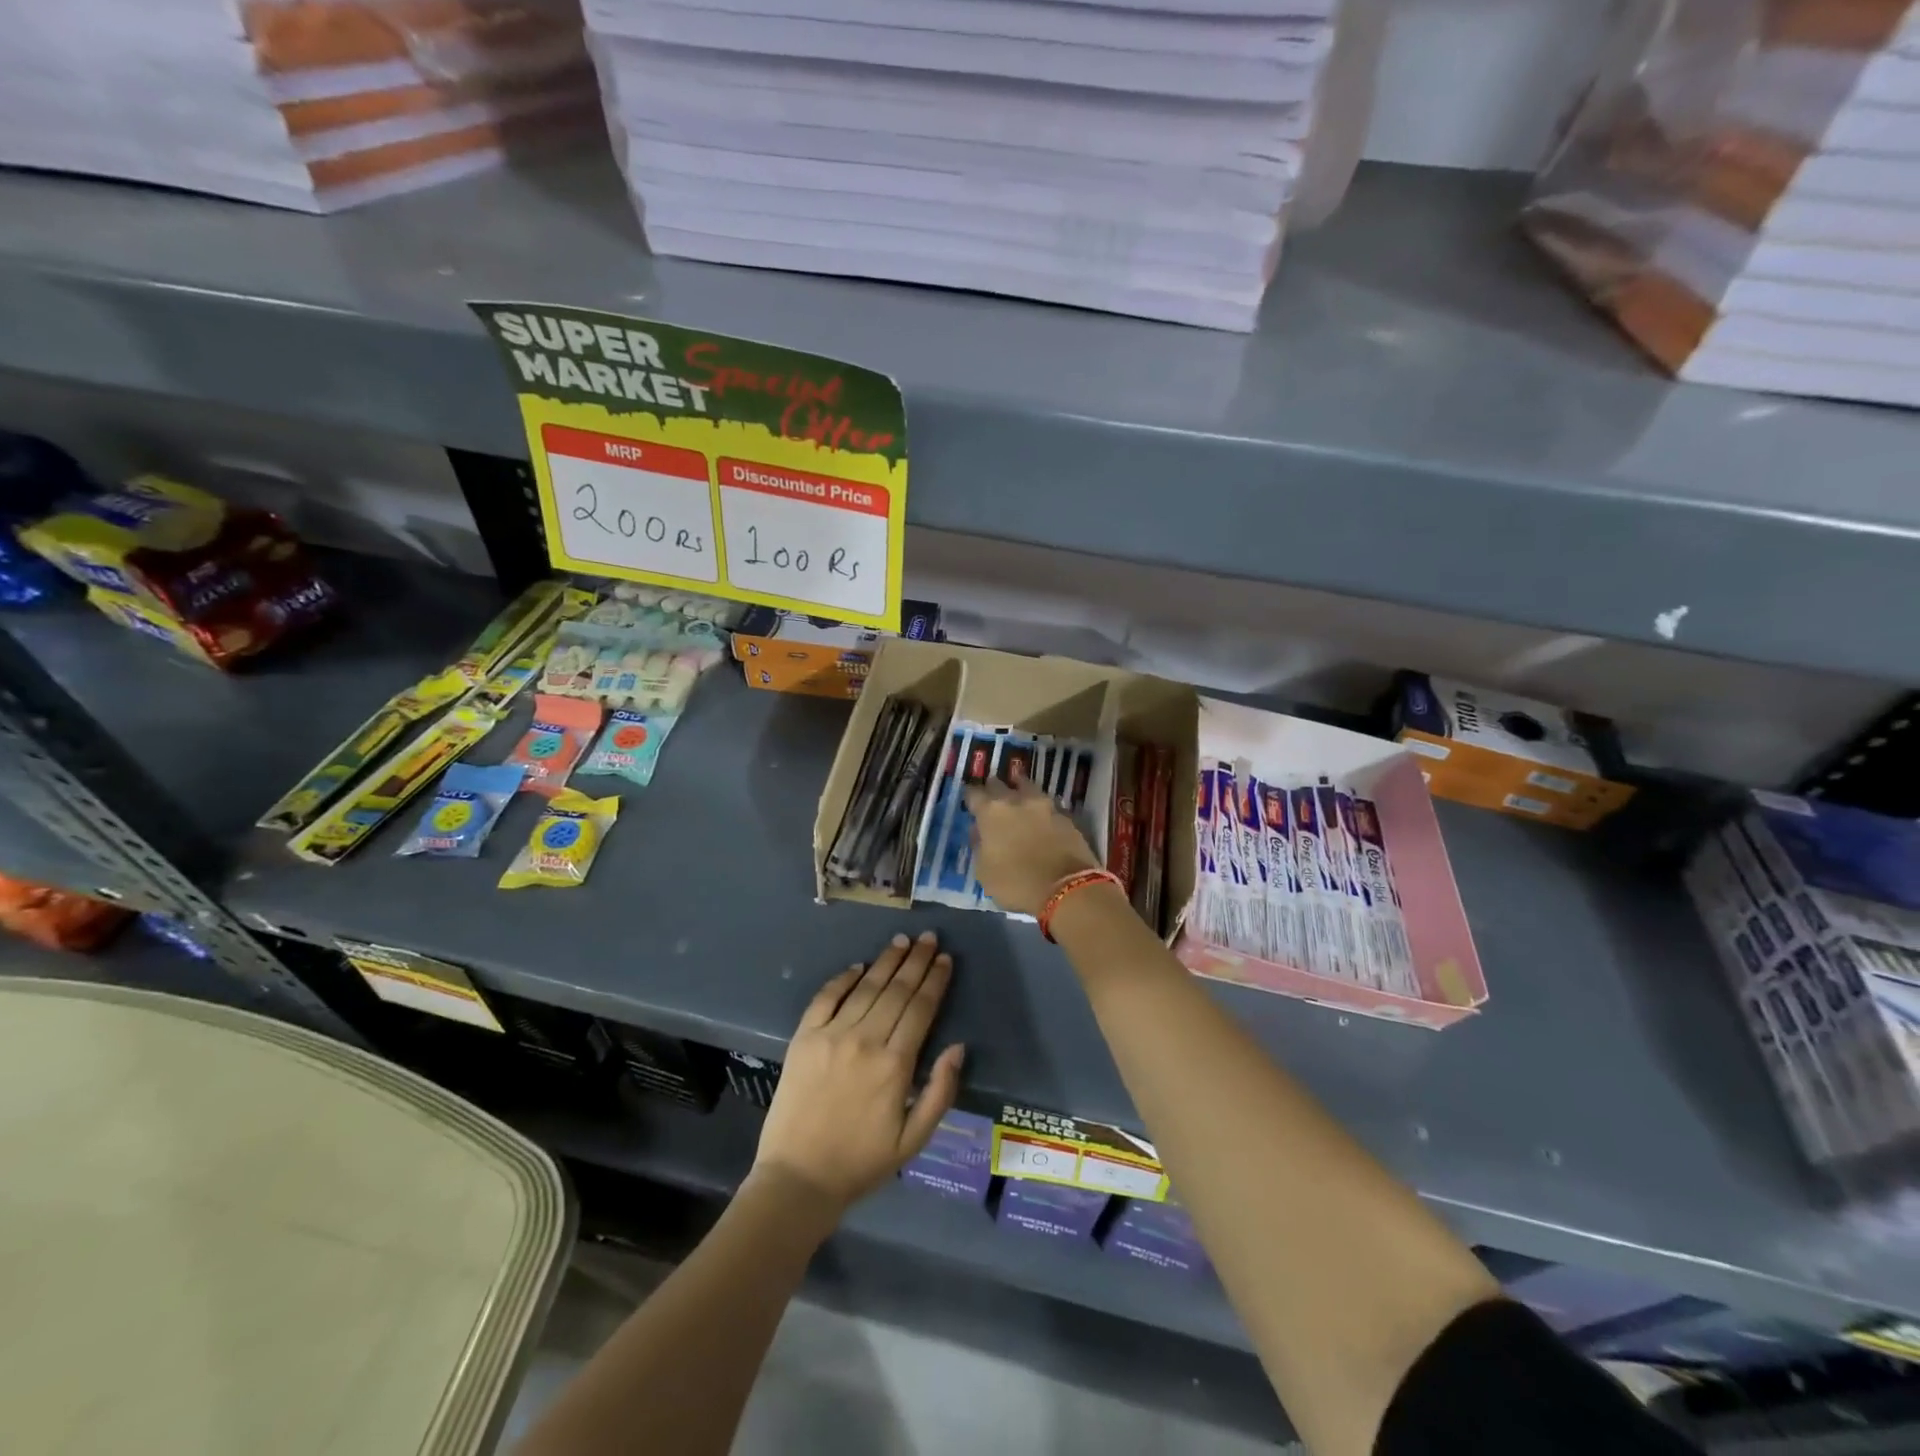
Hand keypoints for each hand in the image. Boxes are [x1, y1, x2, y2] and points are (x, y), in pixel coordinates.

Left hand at [753, 931, 965, 1211]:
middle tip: (929, 938)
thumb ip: (940, 1092)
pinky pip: (826, 997)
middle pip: (897, 990)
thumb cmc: (861, 1163)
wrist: (797, 1179)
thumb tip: (957, 1047)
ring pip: (866, 988)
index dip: (935, 981)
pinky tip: (858, 966)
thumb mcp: (913, 1140)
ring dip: (886, 961)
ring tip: (902, 941)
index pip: (921, 1009)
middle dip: (916, 961)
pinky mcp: (803, 1038)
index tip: (945, 959)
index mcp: (895, 1065)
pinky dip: (843, 978)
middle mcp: (865, 1040)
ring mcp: (831, 1035)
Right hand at [964, 769, 1102, 915]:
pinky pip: (1047, 806)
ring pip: (1027, 788)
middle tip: (992, 800)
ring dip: (1020, 792)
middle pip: (1000, 785)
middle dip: (993, 790)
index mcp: (991, 812)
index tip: (969, 802)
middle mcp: (1016, 800)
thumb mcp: (984, 872)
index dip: (970, 797)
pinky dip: (1041, 810)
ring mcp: (1044, 805)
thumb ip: (979, 846)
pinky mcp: (1066, 815)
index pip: (973, 793)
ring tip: (1019, 802)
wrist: (1067, 888)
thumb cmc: (1016, 883)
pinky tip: (1040, 820)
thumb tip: (980, 832)